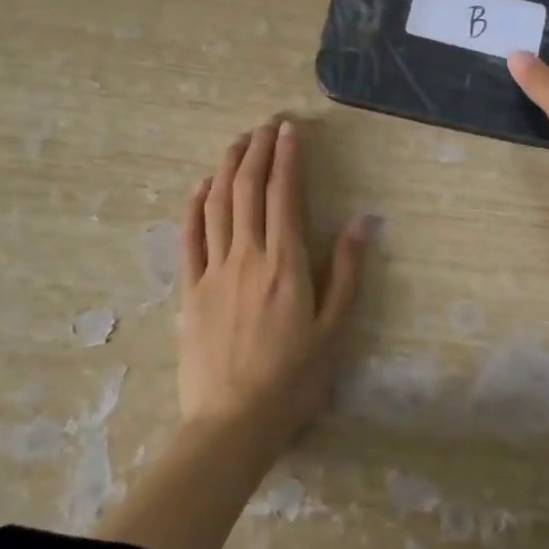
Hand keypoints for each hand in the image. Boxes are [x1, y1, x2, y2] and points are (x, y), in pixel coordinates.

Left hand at [178, 117, 366, 451]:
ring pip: (217, 204)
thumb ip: (346, 273)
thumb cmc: (292, 380)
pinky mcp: (190, 289)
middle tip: (265, 125)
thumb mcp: (334, 330)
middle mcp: (247, 255)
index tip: (290, 130)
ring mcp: (213, 270)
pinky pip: (189, 237)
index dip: (287, 157)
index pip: (285, 194)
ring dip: (227, 167)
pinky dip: (195, 206)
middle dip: (257, 151)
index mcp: (285, 263)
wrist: (232, 423)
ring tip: (237, 142)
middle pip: (248, 189)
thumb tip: (359, 223)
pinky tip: (201, 186)